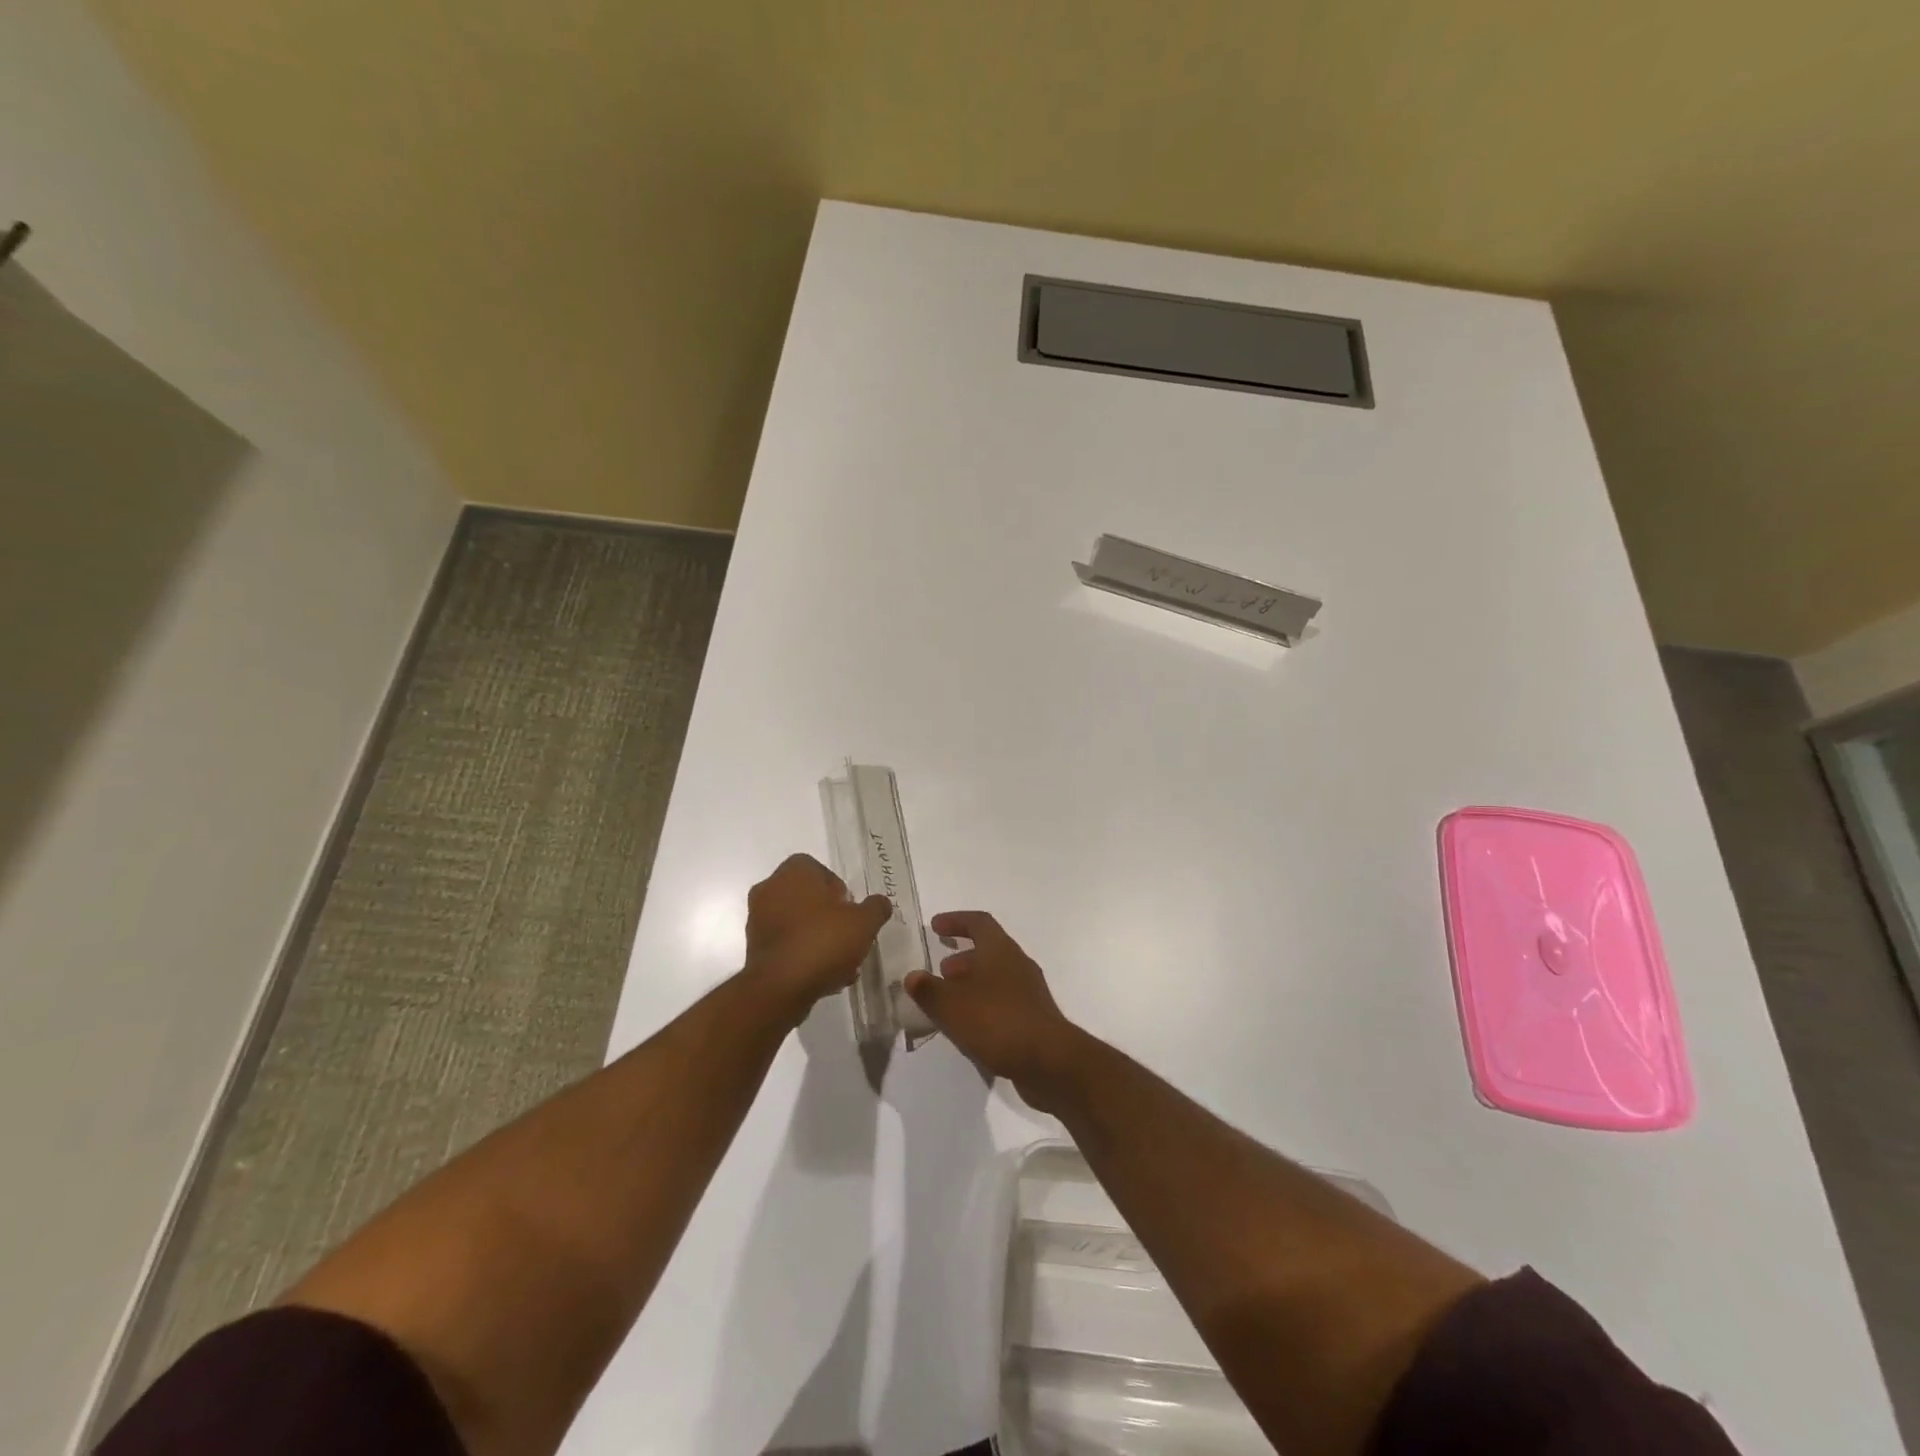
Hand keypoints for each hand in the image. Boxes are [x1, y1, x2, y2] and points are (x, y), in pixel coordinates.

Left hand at [744, 854, 891, 1017]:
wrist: (780, 988)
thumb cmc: (823, 942)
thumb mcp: (864, 923)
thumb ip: (875, 908)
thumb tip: (879, 903)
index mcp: (793, 872)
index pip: (817, 868)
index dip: (838, 887)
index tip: (851, 909)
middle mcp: (770, 889)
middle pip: (807, 896)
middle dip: (829, 914)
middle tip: (848, 934)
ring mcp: (757, 920)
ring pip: (797, 922)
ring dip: (818, 936)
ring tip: (841, 962)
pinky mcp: (754, 949)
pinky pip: (786, 944)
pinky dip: (803, 954)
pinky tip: (825, 975)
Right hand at [905, 911, 1083, 1107]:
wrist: (1049, 1061)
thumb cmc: (997, 1021)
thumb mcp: (952, 1005)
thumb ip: (929, 990)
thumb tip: (913, 976)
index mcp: (1000, 950)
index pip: (978, 922)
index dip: (956, 921)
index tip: (935, 926)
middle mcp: (1017, 964)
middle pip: (988, 950)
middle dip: (962, 958)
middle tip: (940, 971)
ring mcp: (1029, 992)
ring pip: (995, 978)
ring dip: (971, 984)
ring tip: (949, 1003)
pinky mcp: (1033, 1018)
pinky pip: (1002, 1002)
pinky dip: (982, 1006)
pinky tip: (968, 1027)